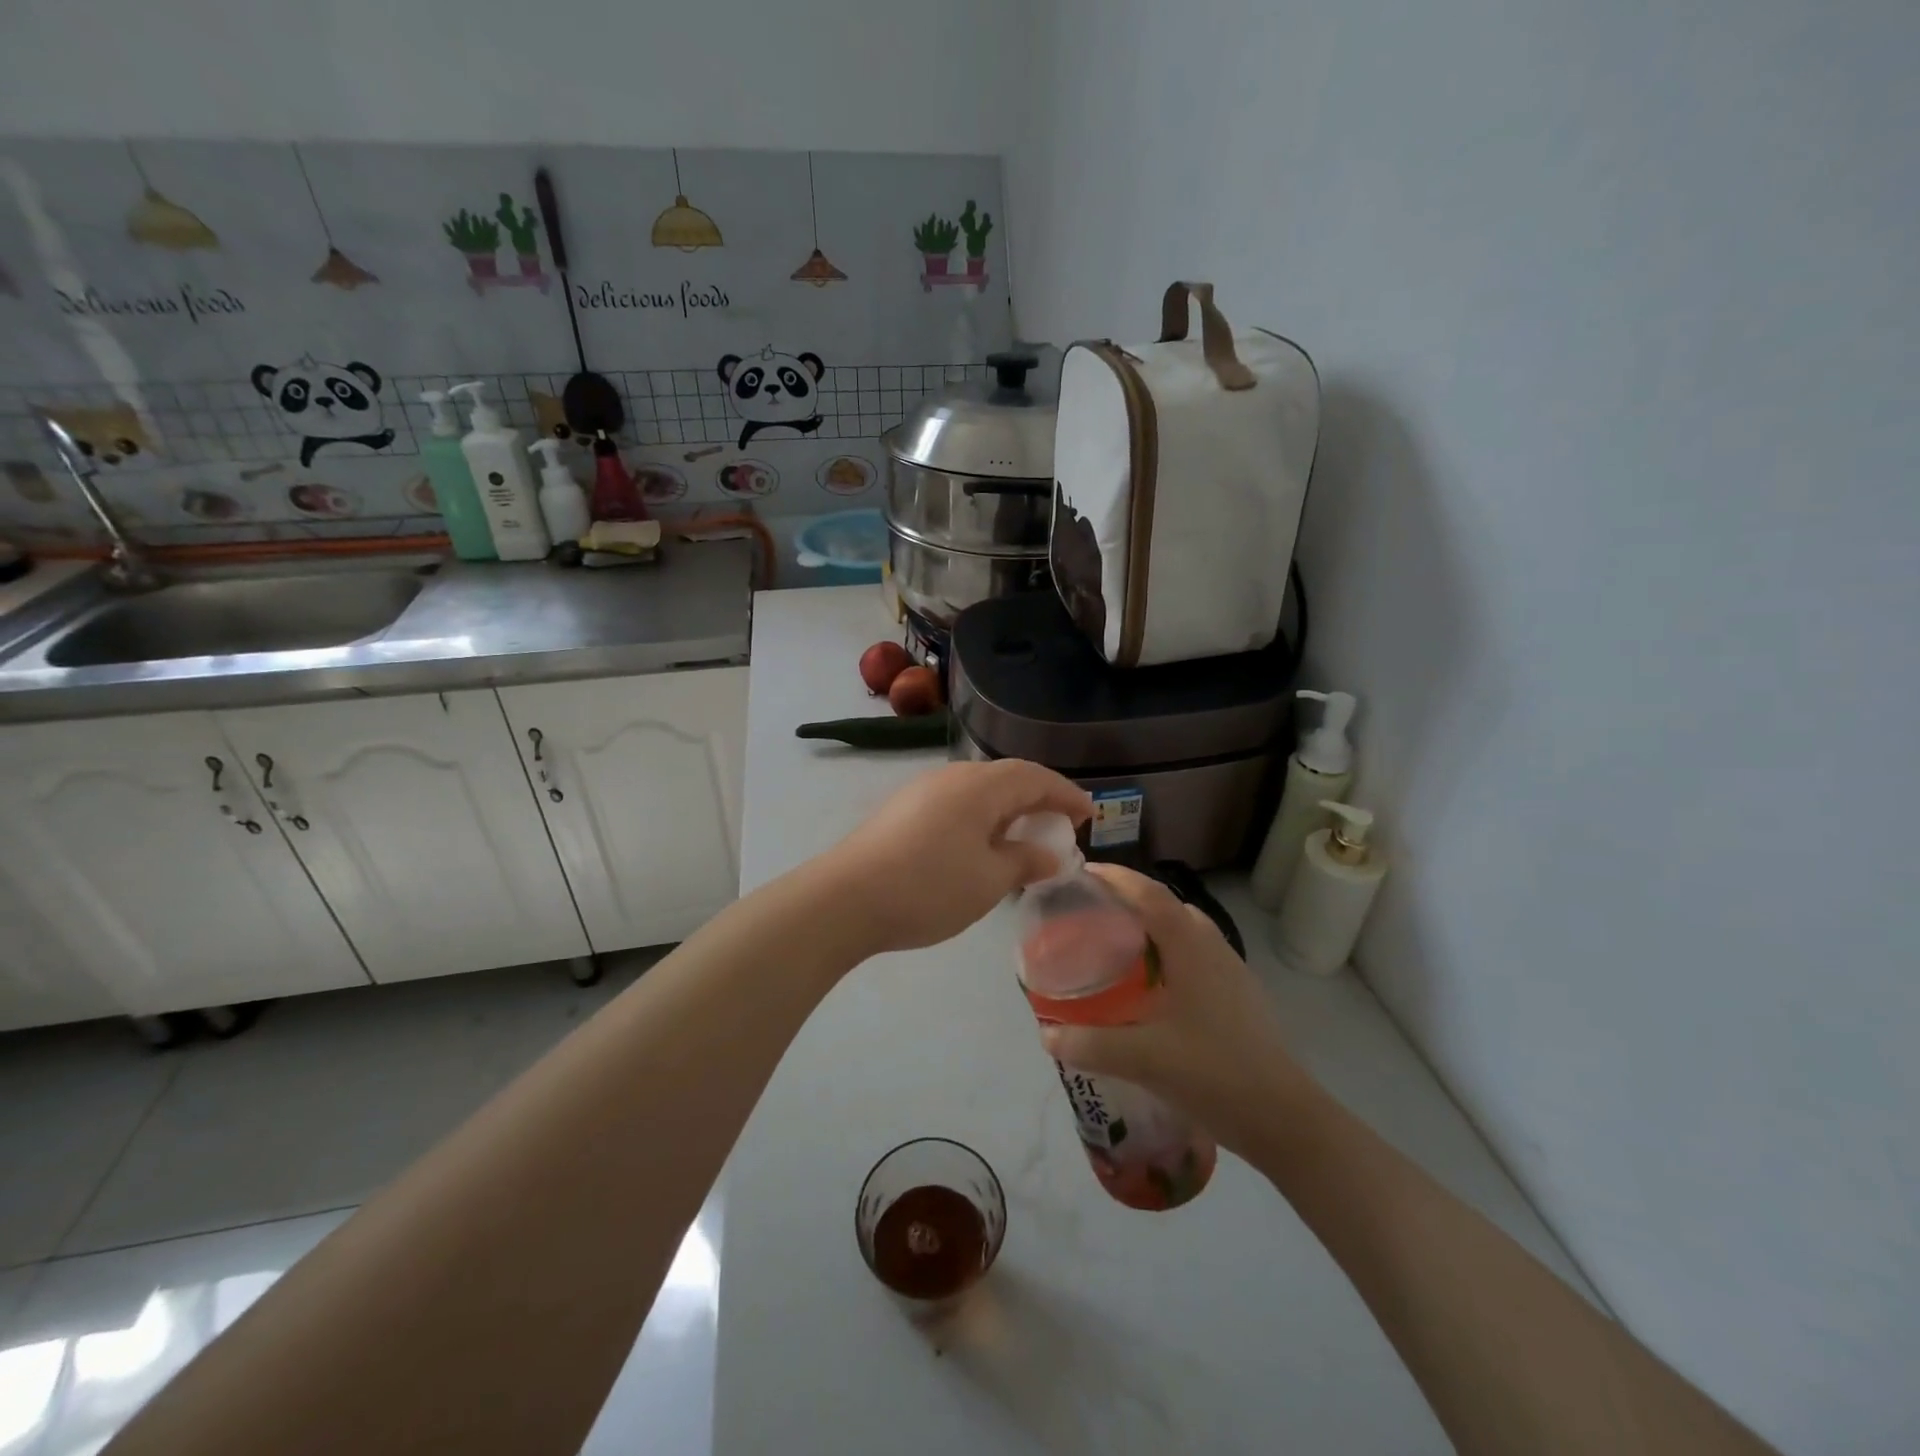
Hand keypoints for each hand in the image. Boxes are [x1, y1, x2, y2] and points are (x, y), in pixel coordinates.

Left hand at [818, 760, 1090, 956]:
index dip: (1066, 794)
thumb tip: (1049, 854)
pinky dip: (981, 817)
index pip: (1035, 778)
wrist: (845, 899)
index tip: (1089, 815)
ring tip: (1023, 837)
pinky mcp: (902, 809)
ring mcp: (922, 790)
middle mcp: (952, 777)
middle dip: (1039, 799)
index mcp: (980, 786)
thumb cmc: (928, 887)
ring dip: (1008, 809)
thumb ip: (1025, 862)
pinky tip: (980, 845)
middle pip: (1007, 777)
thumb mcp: (989, 880)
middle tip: (1060, 825)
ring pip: (979, 790)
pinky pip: (956, 803)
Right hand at [1039, 864, 1319, 1156]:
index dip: (1116, 877)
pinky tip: (1153, 988)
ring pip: (1186, 930)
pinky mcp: (1240, 996)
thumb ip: (1091, 1044)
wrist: (1285, 1119)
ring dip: (1152, 926)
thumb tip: (1046, 1035)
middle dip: (1130, 899)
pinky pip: (1197, 955)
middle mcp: (1213, 947)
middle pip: (1168, 906)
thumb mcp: (1143, 1059)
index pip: (1149, 893)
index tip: (1083, 871)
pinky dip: (1169, 953)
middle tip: (1093, 911)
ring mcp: (1232, 971)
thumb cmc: (1214, 1074)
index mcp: (1190, 947)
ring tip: (1119, 945)